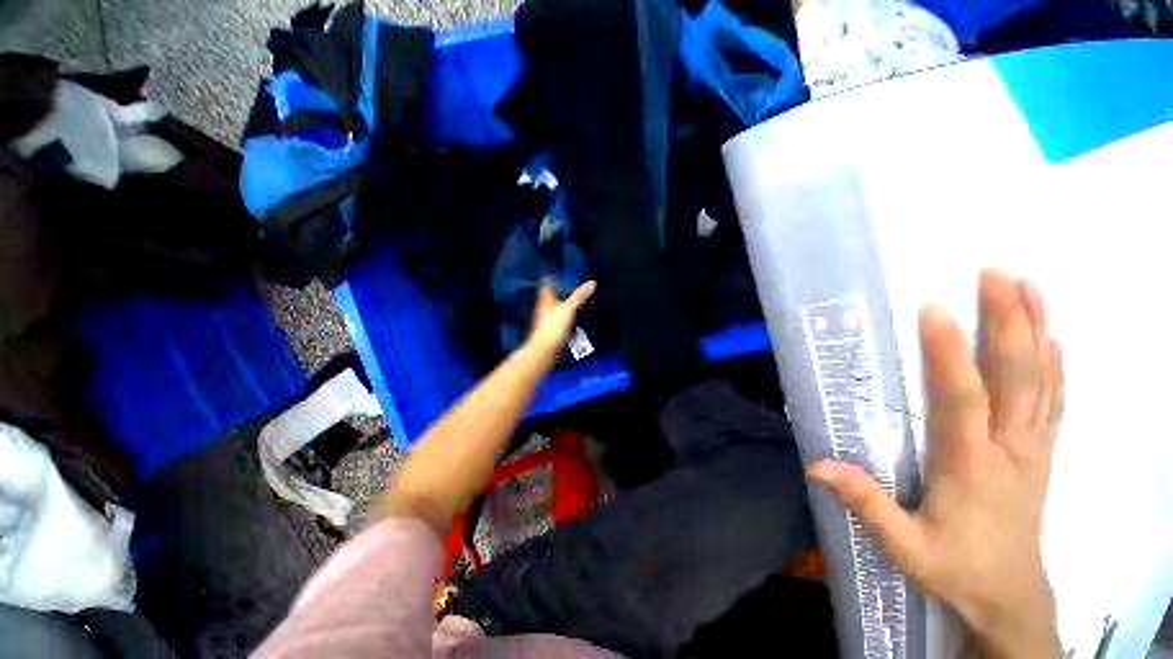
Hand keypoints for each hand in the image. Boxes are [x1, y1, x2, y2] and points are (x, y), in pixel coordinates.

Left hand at [526, 280, 596, 358]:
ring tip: (569, 304)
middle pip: (550, 297)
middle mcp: (545, 309)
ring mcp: (547, 321)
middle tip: (564, 287)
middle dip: (557, 293)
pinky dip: (564, 320)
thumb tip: (591, 283)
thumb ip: (579, 296)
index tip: (556, 274)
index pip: (547, 285)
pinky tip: (569, 324)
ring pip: (554, 310)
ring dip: (561, 307)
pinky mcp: (551, 332)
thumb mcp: (569, 308)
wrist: (544, 350)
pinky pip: (558, 323)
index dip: (551, 278)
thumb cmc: (552, 328)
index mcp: (547, 300)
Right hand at [809, 269, 1064, 657]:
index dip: (949, 353)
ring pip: (1042, 380)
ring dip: (1037, 329)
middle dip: (1007, 321)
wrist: (1010, 598)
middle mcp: (1009, 448)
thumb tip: (818, 465)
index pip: (960, 398)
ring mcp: (1033, 448)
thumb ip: (867, 505)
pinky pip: (1055, 400)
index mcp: (970, 466)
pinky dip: (1057, 365)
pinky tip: (1055, 338)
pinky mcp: (1041, 453)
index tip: (934, 309)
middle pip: (1015, 376)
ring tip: (1029, 286)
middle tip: (995, 273)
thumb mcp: (904, 547)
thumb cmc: (955, 569)